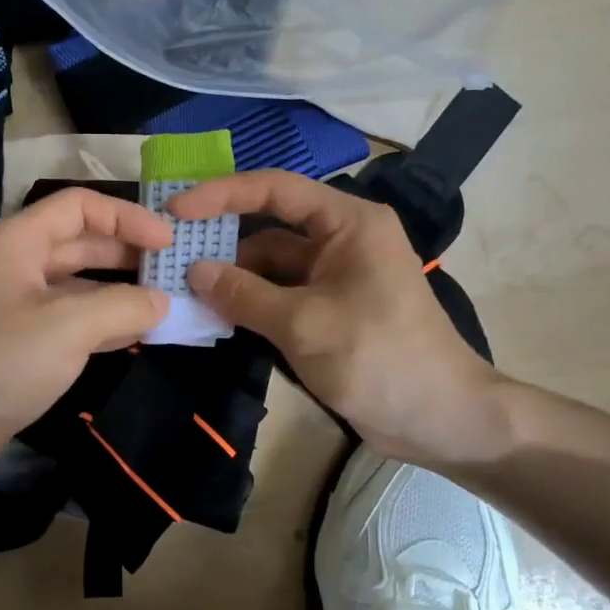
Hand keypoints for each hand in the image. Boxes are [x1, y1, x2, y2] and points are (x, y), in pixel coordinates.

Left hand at [0, 187, 170, 504]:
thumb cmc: (0, 364)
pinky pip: (69, 319)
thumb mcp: (69, 327)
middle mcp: (15, 265)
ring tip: (164, 302)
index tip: (168, 242)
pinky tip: (135, 334)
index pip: (79, 207)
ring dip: (118, 290)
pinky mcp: (19, 342)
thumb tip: (161, 301)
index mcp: (17, 242)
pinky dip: (102, 321)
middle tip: (174, 271)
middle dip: (127, 253)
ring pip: (77, 284)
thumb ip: (123, 306)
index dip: (127, 217)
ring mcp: (15, 306)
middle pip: (79, 243)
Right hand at [172, 170, 510, 466]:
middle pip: (270, 226)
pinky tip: (215, 312)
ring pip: (271, 265)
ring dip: (232, 276)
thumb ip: (244, 294)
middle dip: (222, 240)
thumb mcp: (303, 324)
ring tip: (182, 288)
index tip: (176, 211)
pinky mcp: (329, 310)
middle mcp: (341, 240)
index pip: (276, 189)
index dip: (222, 194)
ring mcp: (335, 277)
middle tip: (170, 252)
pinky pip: (280, 294)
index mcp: (348, 223)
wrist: (440, 420)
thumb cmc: (378, 358)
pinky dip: (249, 301)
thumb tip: (193, 271)